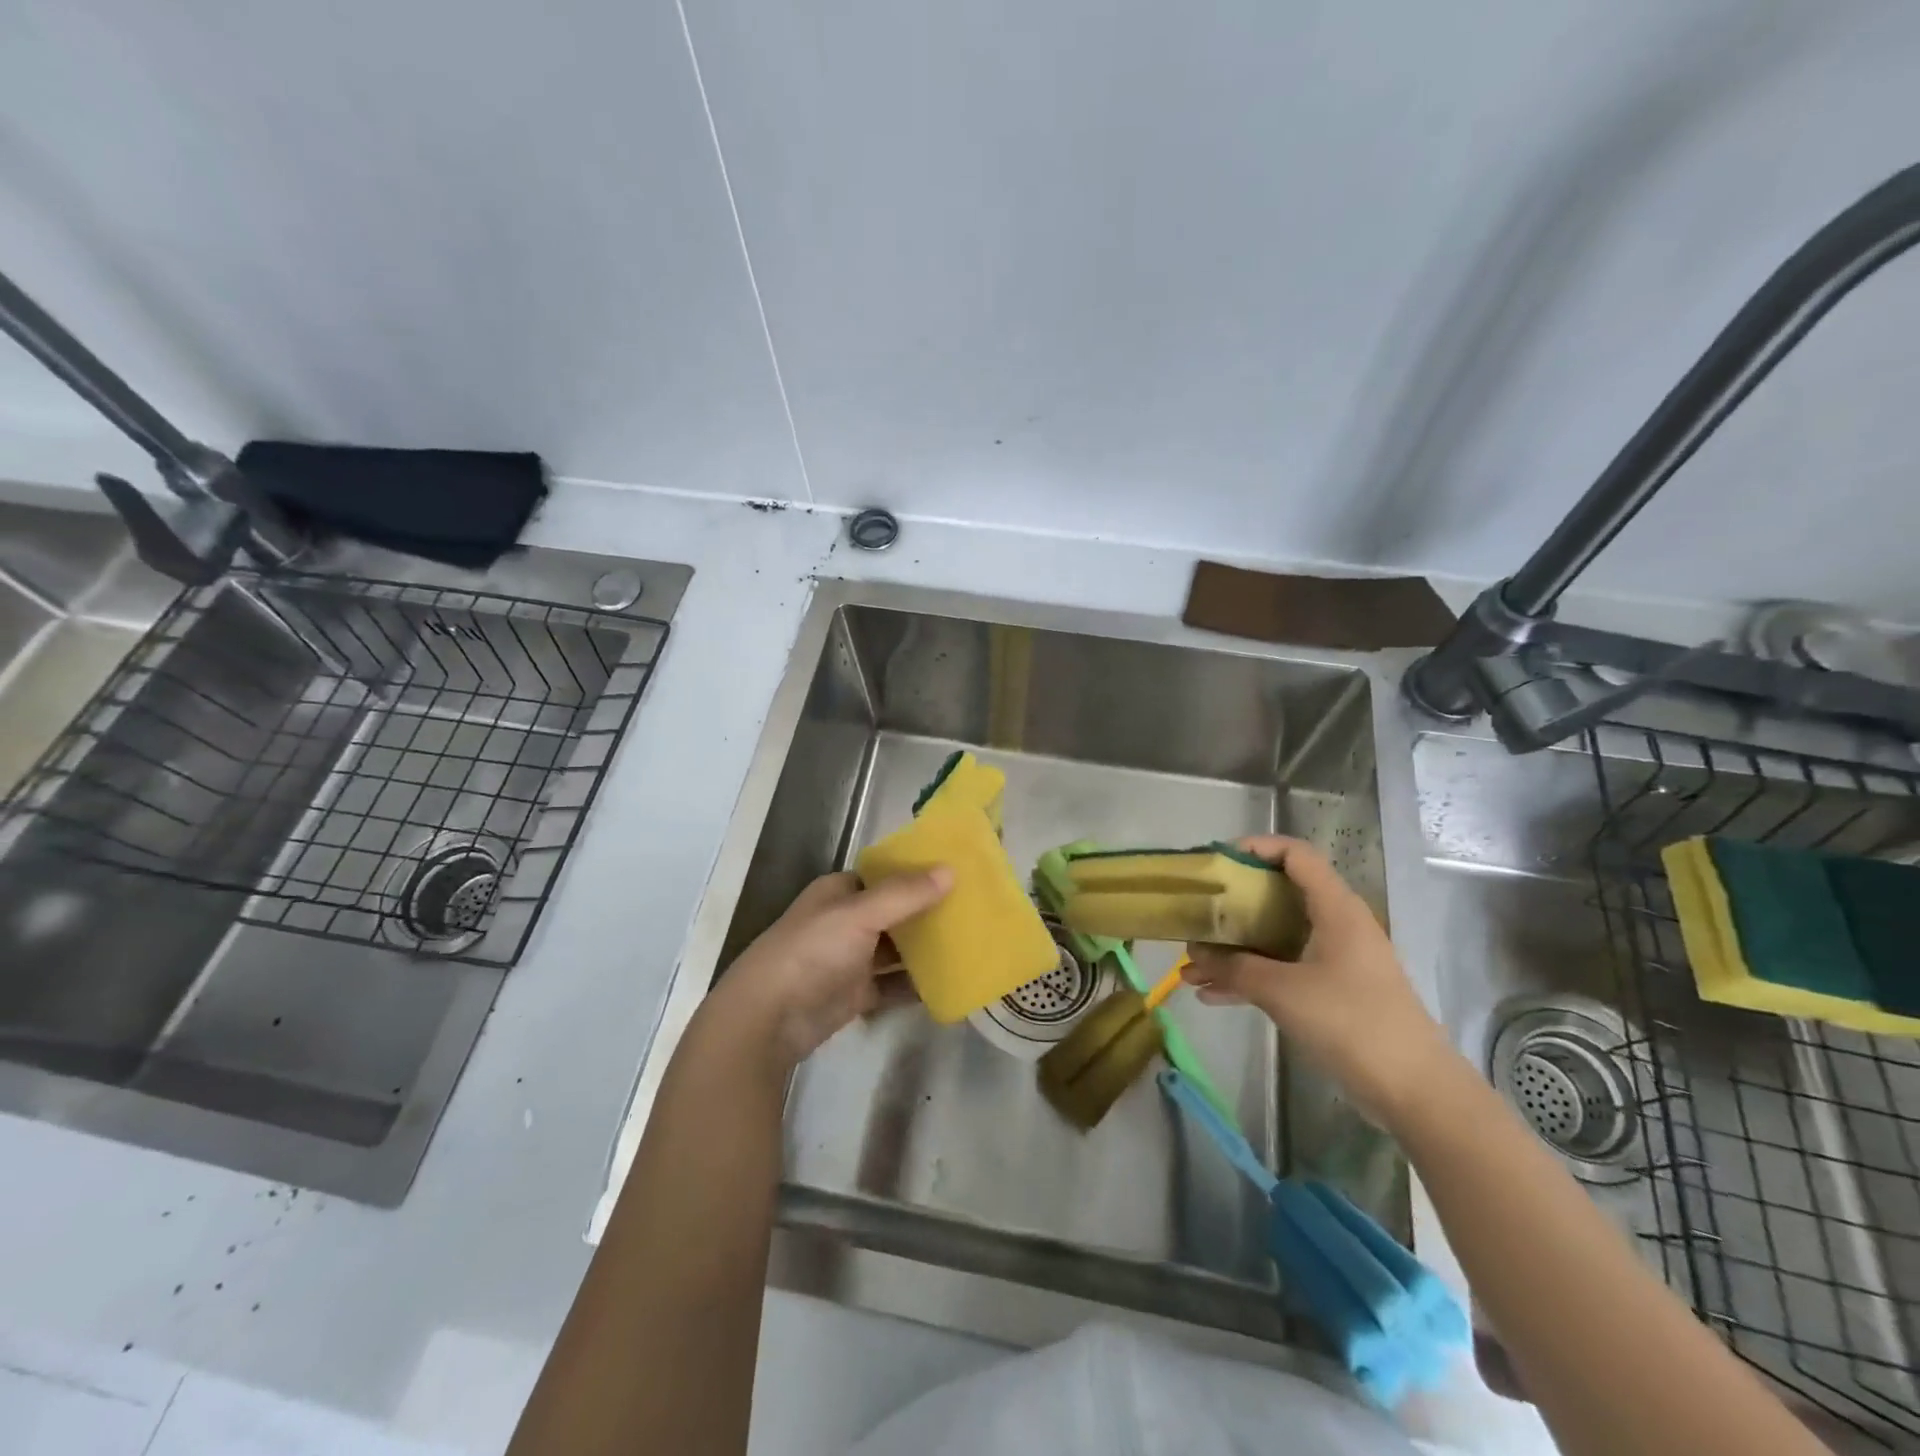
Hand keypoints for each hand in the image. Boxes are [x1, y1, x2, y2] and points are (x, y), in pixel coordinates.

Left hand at [712, 867, 952, 1068]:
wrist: (766, 1020)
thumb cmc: (810, 953)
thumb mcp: (858, 915)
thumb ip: (904, 894)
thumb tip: (950, 869)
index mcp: (839, 892)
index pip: (885, 875)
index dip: (918, 872)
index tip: (959, 873)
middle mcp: (845, 921)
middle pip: (895, 912)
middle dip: (928, 912)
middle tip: (975, 910)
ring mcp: (850, 960)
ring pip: (896, 950)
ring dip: (926, 949)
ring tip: (972, 944)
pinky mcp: (855, 995)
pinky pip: (893, 985)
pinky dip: (917, 985)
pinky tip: (951, 983)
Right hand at [1181, 835, 1450, 1127]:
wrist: (1415, 1090)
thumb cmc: (1350, 1022)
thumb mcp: (1282, 990)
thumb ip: (1234, 968)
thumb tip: (1195, 956)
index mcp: (1335, 908)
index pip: (1295, 854)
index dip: (1256, 847)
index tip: (1217, 862)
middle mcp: (1336, 924)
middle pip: (1279, 895)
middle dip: (1232, 906)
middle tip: (1198, 914)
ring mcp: (1336, 959)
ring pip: (1276, 937)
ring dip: (1234, 949)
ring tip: (1192, 966)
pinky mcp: (1333, 991)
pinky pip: (1283, 969)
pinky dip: (1251, 977)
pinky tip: (1213, 995)